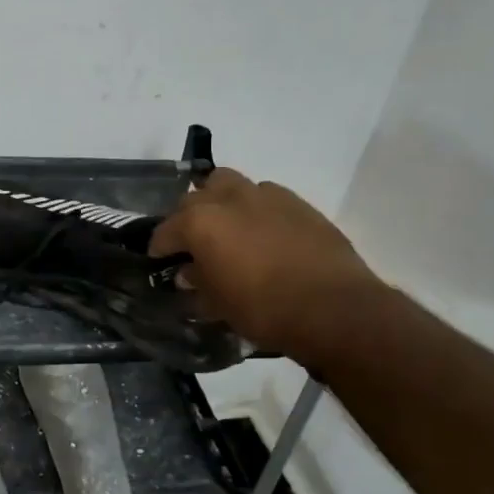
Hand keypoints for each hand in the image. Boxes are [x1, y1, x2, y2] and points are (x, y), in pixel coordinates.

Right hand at [149, 168, 382, 364]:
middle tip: (191, 244)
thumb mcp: (218, 303)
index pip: (165, 229)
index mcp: (201, 221)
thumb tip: (189, 271)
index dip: (159, 247)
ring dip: (221, 201)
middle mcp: (229, 198)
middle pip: (195, 197)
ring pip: (230, 184)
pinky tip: (262, 233)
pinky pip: (265, 196)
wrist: (334, 309)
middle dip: (187, 217)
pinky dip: (255, 209)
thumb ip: (197, 281)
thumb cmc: (264, 310)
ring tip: (226, 228)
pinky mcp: (298, 203)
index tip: (159, 261)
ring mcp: (266, 195)